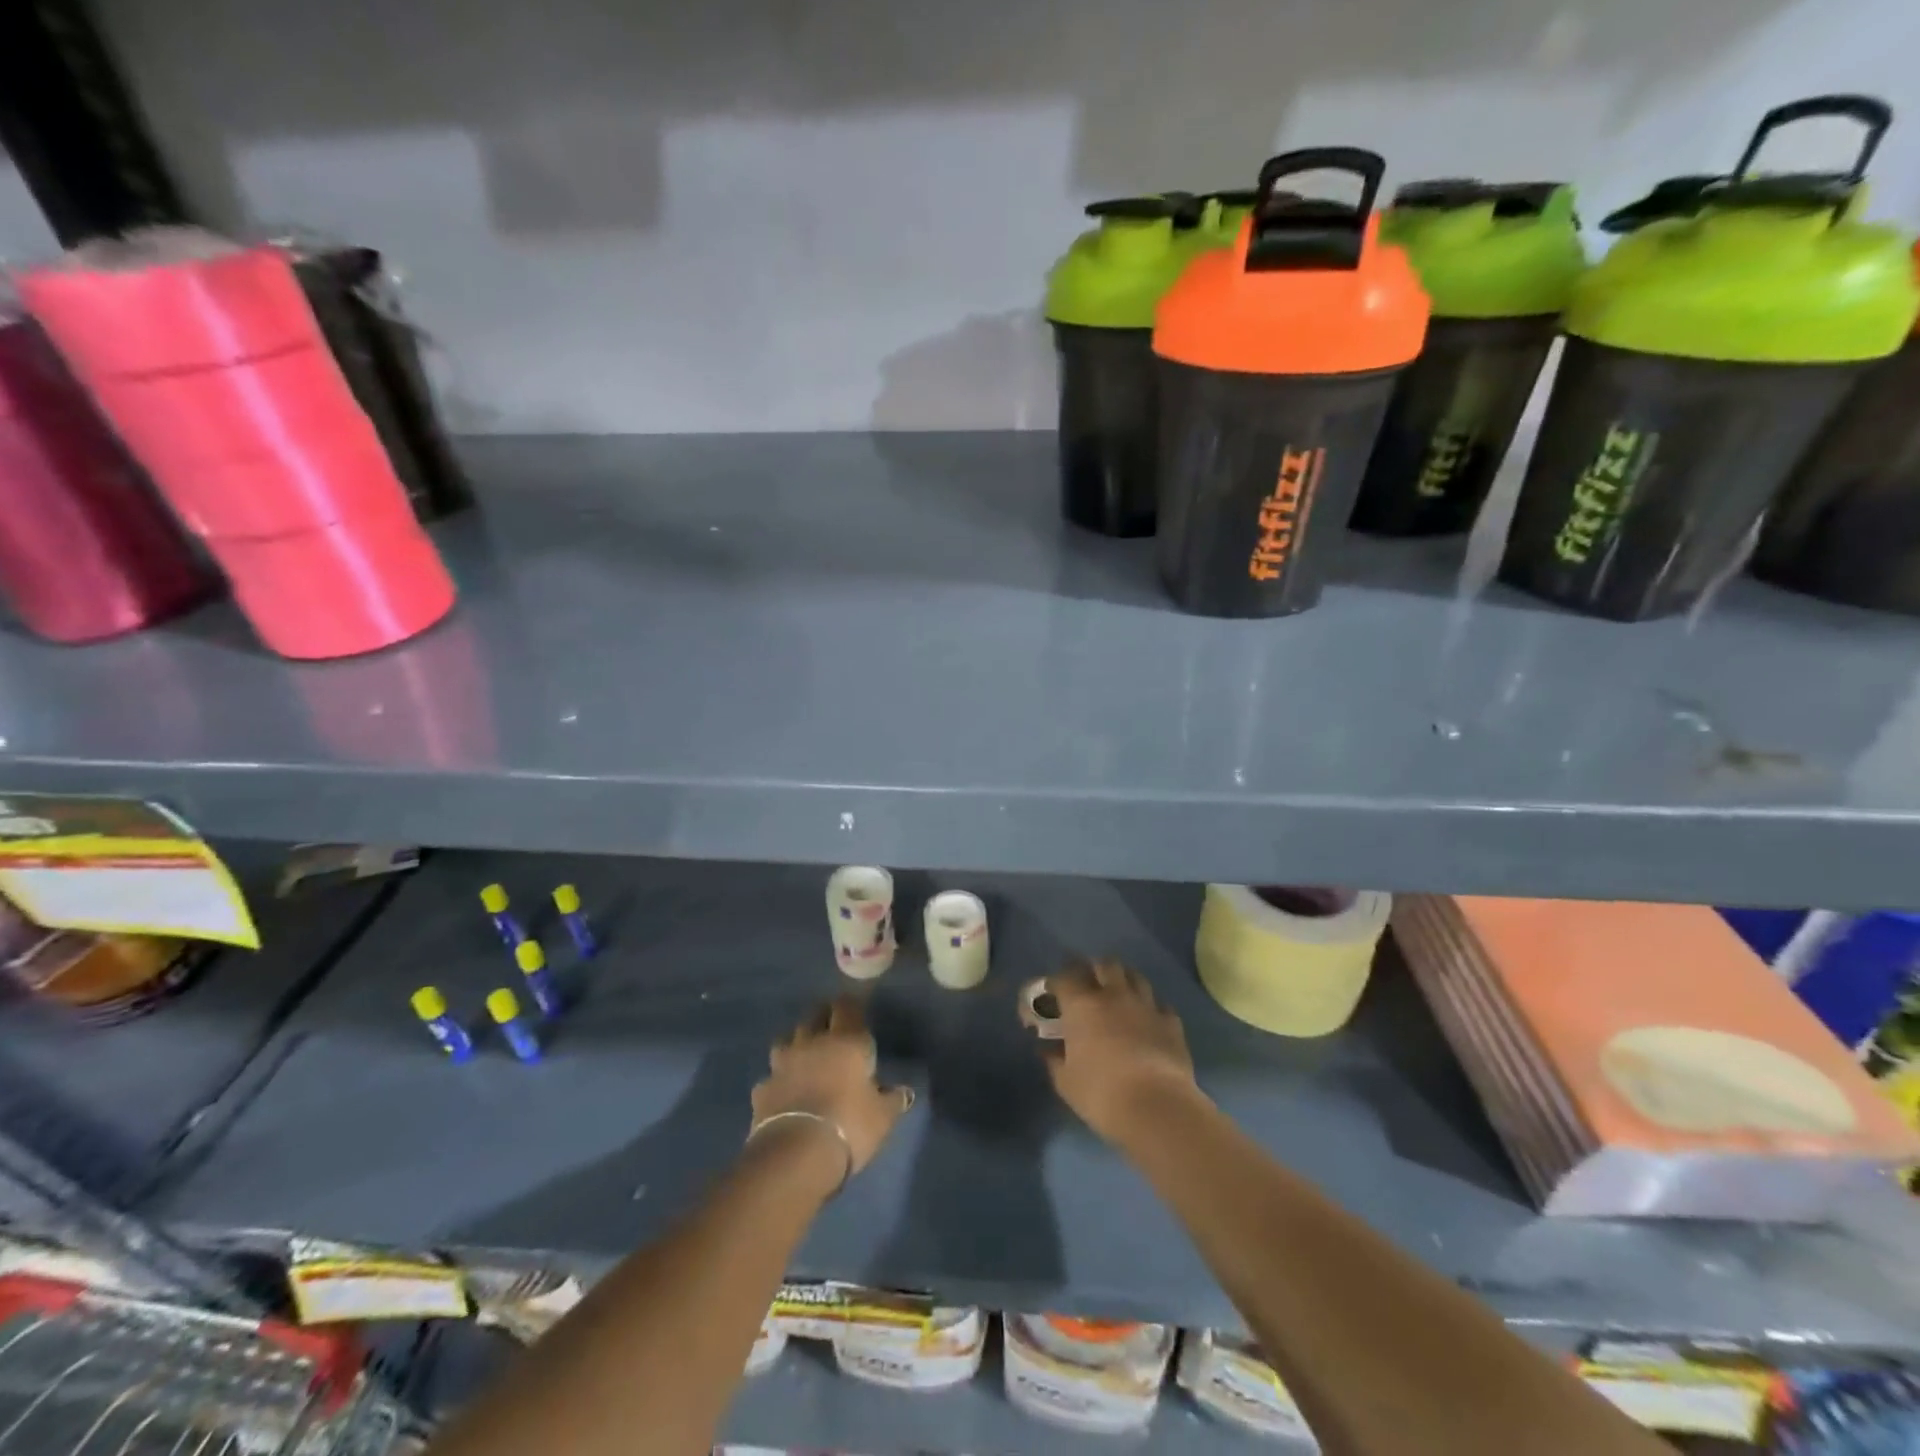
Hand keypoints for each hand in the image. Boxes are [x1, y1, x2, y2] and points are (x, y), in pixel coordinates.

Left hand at [753, 995, 914, 1177]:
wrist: (795, 1156)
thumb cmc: (849, 1126)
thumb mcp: (882, 1117)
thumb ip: (892, 1100)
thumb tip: (903, 1092)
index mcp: (846, 1041)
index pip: (847, 1007)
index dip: (851, 1006)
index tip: (855, 1010)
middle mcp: (812, 1043)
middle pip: (814, 1016)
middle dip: (823, 1018)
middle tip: (832, 1029)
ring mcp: (782, 1065)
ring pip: (787, 1040)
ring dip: (796, 1044)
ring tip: (805, 1057)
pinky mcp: (762, 1090)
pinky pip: (772, 1076)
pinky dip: (779, 1081)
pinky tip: (785, 1093)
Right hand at [1026, 959, 1200, 1142]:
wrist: (1156, 1108)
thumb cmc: (1101, 1094)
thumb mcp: (1066, 1082)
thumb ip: (1055, 1060)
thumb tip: (1048, 1050)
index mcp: (1082, 1005)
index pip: (1064, 976)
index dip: (1056, 982)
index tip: (1052, 995)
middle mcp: (1114, 995)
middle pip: (1105, 964)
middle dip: (1095, 970)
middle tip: (1088, 987)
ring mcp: (1146, 1006)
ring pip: (1135, 976)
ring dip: (1125, 981)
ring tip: (1119, 997)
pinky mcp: (1172, 1023)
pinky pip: (1160, 1005)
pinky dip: (1151, 1009)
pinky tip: (1147, 1022)